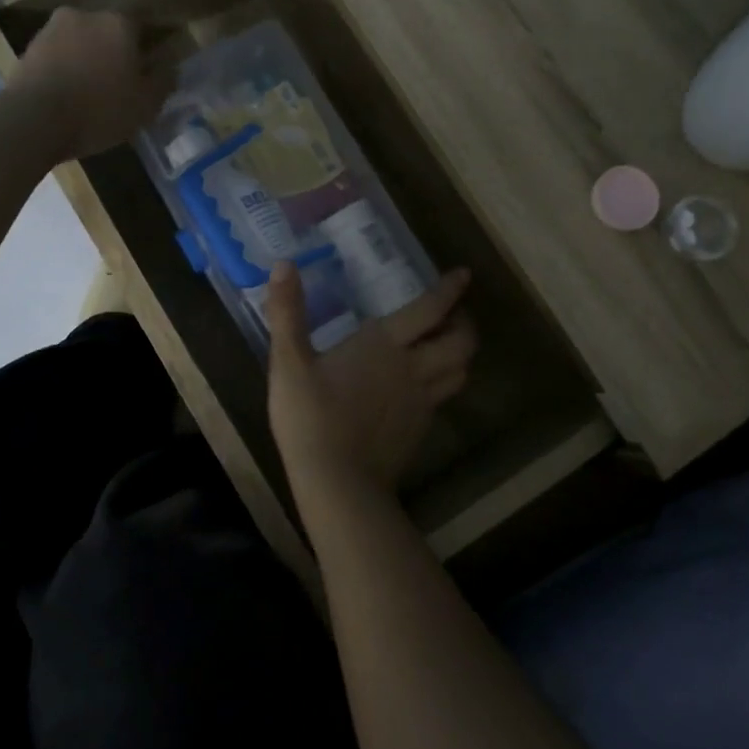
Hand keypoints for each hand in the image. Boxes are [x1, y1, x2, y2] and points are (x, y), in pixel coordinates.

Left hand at [11, 10, 177, 159]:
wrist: (34, 119)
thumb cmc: (99, 110)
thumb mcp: (145, 105)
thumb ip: (163, 82)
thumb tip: (170, 68)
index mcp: (119, 23)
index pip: (143, 29)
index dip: (147, 53)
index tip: (147, 75)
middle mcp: (85, 15)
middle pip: (108, 34)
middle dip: (114, 55)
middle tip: (118, 86)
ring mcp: (52, 29)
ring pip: (80, 44)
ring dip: (87, 62)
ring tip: (89, 95)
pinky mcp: (28, 48)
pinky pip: (57, 58)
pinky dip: (64, 72)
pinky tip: (67, 97)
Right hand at [267, 263, 475, 501]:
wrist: (337, 482)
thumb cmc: (311, 417)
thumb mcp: (289, 362)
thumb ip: (287, 313)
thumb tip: (283, 265)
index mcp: (385, 345)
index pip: (430, 310)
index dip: (450, 290)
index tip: (463, 274)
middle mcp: (413, 369)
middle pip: (461, 342)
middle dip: (464, 324)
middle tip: (455, 314)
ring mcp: (421, 402)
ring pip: (459, 372)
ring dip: (459, 353)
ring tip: (445, 345)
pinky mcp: (418, 430)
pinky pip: (442, 398)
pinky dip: (443, 383)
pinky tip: (423, 386)